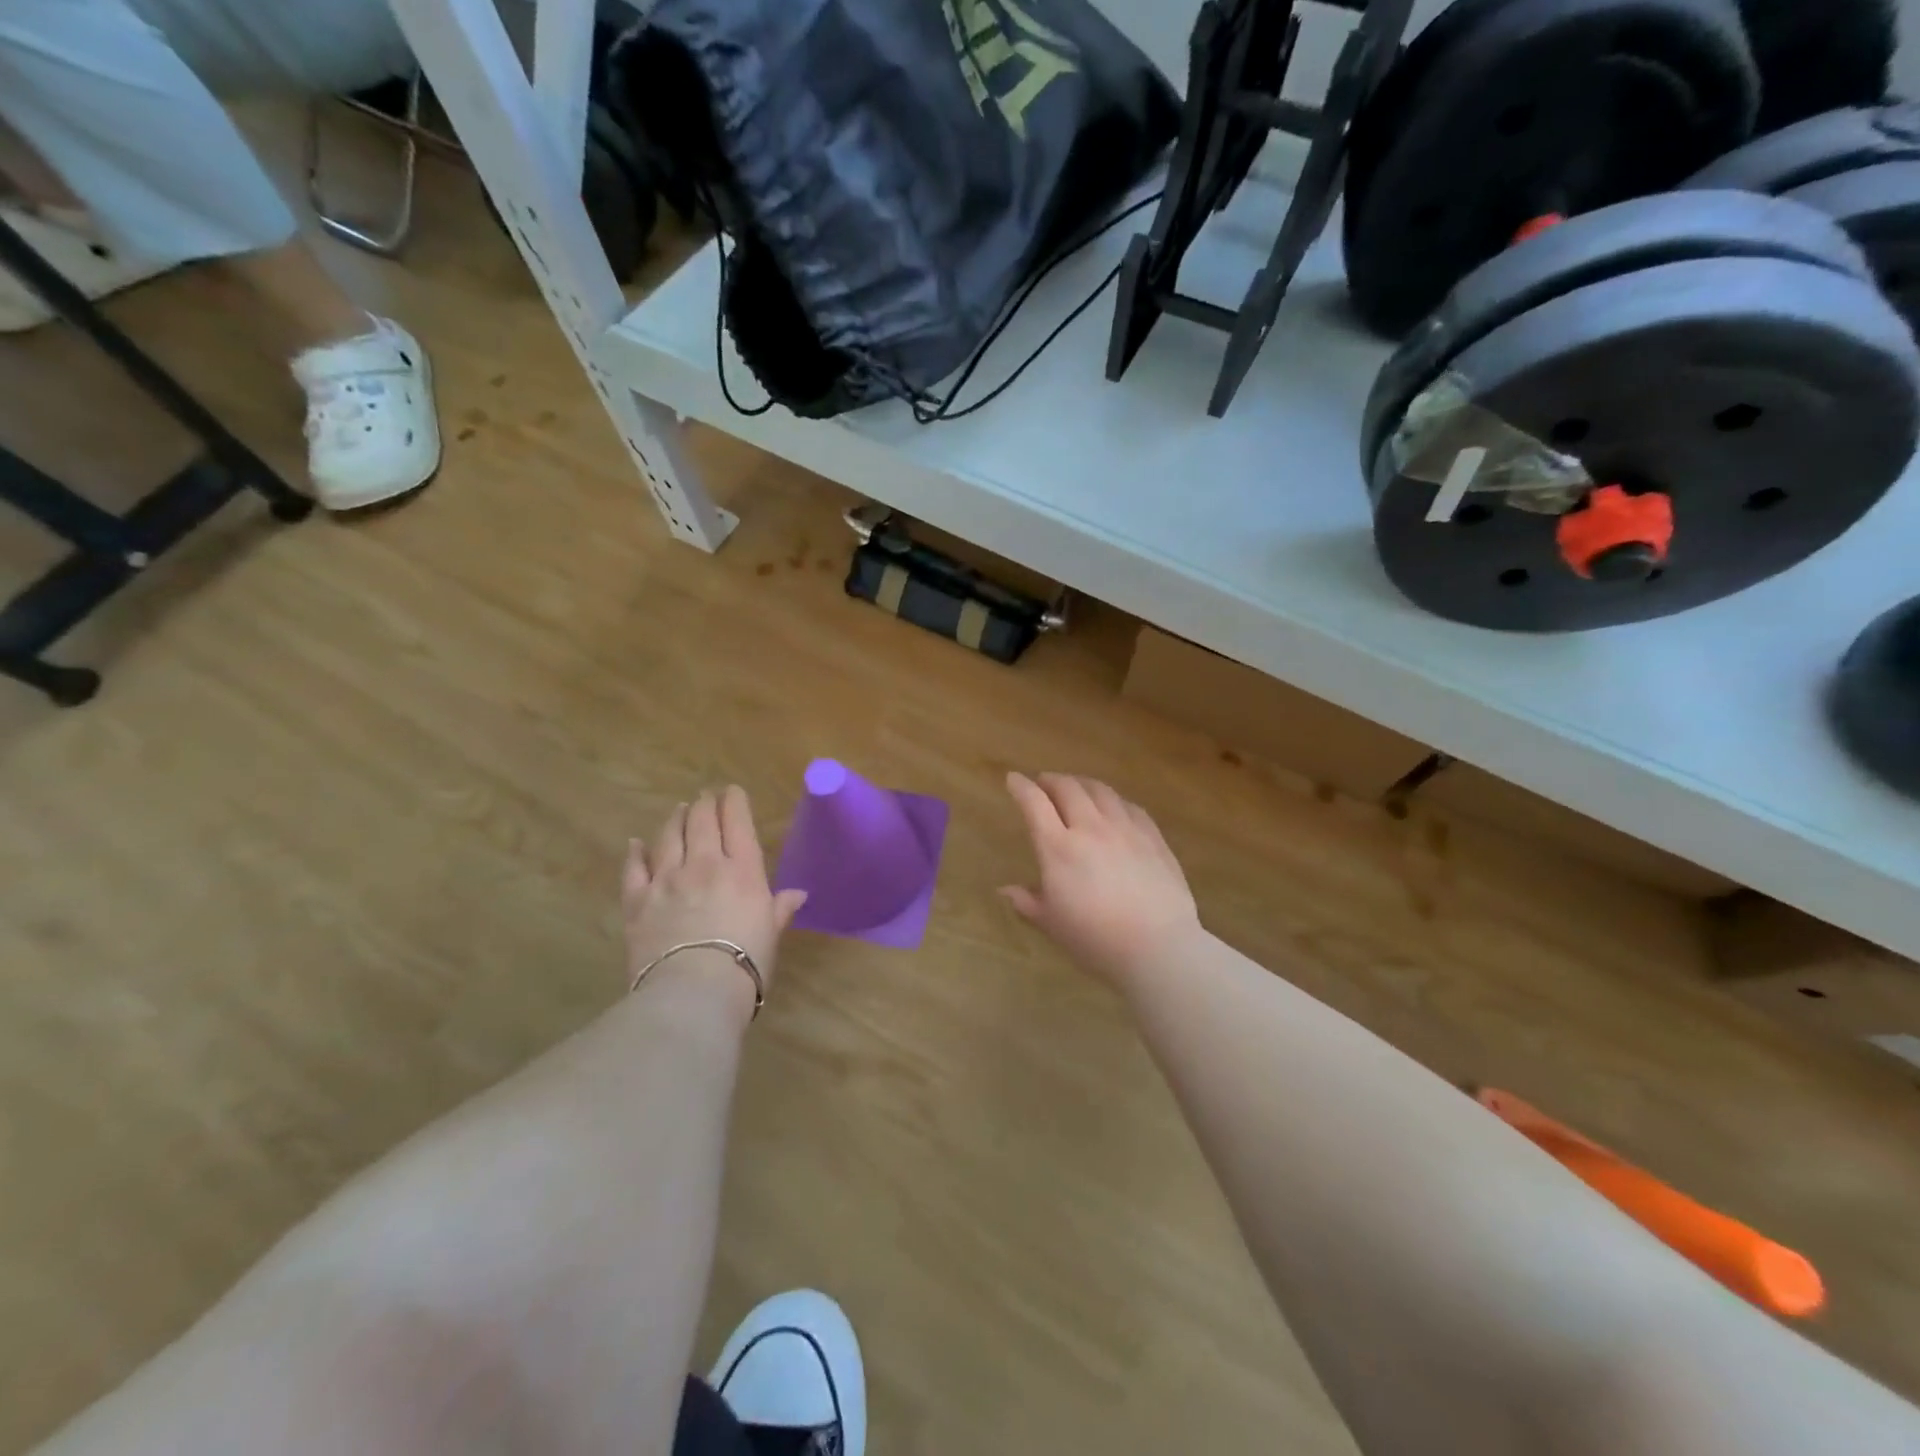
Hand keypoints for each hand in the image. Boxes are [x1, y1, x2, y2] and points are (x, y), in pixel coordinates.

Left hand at [624, 787, 807, 1010]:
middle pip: (702, 821)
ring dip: (675, 819)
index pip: (738, 823)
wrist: (694, 991)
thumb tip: (798, 895)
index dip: (734, 802)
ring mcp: (667, 879)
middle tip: (705, 796)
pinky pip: (634, 868)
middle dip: (705, 804)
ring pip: (669, 836)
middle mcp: (704, 864)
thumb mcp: (771, 934)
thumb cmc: (745, 963)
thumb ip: (779, 909)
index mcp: (743, 870)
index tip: (732, 791)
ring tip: (679, 810)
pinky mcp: (637, 900)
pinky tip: (636, 843)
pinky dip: (635, 852)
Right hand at [1000, 772, 1200, 986]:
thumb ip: (1027, 902)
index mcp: (1059, 848)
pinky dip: (1113, 800)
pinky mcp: (1152, 837)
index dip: (1021, 787)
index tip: (1013, 779)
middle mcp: (1090, 828)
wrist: (1157, 947)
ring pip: (1100, 791)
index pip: (1034, 803)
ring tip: (1076, 788)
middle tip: (1043, 783)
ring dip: (1082, 783)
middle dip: (1051, 780)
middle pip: (1068, 787)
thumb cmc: (1095, 940)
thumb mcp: (1052, 924)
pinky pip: (1130, 806)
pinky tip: (1113, 807)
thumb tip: (1005, 890)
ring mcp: (1125, 829)